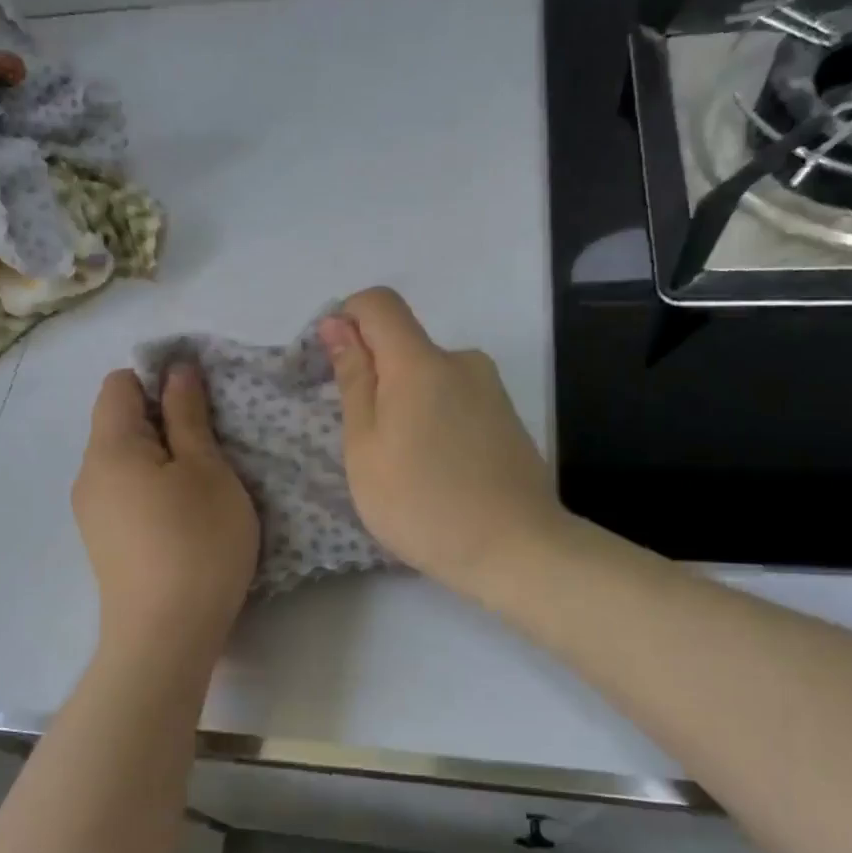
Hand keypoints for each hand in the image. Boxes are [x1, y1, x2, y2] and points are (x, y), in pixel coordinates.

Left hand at [72, 366, 259, 662]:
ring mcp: (91, 512)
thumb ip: (188, 415)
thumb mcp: (207, 470)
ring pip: (126, 461)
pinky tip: (182, 522)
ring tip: (202, 491)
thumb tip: (176, 370)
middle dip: (165, 423)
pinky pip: (125, 494)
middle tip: (211, 452)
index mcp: (109, 446)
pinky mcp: (103, 543)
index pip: (119, 383)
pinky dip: (153, 491)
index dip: (159, 381)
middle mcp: (88, 474)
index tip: (200, 409)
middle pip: (120, 422)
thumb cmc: (197, 543)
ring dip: (163, 460)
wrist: (165, 638)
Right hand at [320, 288, 564, 602]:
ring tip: (406, 466)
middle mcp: (461, 360)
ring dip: (406, 404)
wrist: (516, 549)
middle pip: (404, 344)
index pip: (378, 303)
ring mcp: (490, 388)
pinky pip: (456, 399)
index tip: (336, 367)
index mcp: (420, 362)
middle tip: (369, 444)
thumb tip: (338, 324)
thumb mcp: (366, 447)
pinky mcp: (507, 416)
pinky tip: (439, 470)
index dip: (348, 320)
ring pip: (429, 377)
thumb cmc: (422, 504)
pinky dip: (435, 420)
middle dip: (376, 378)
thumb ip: (354, 379)